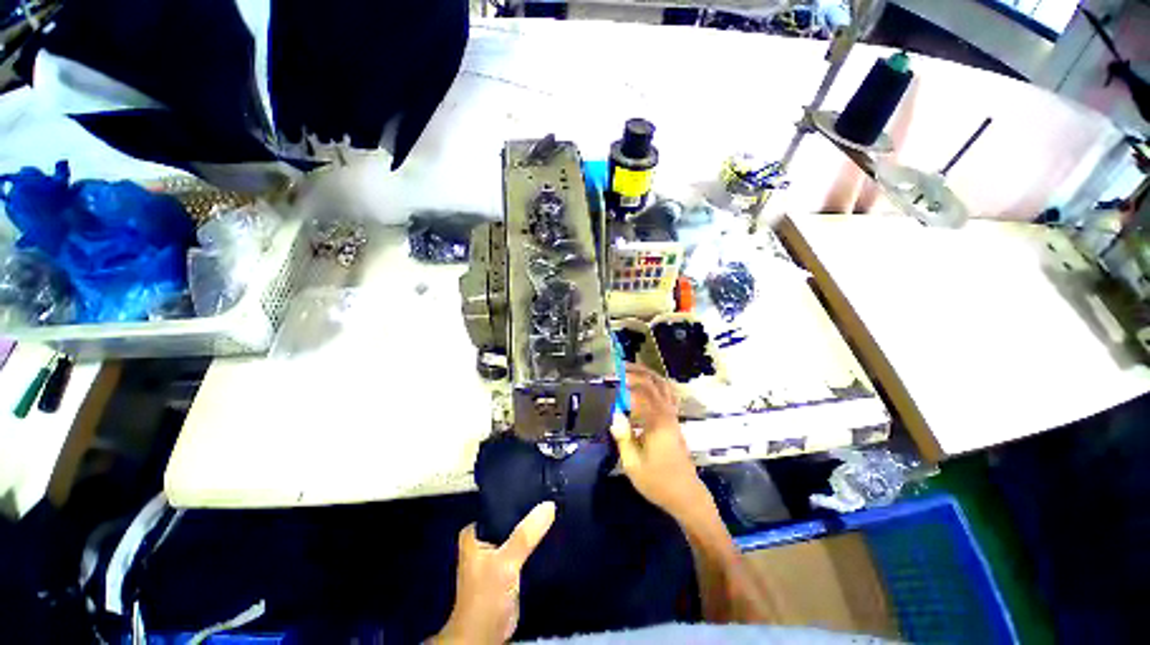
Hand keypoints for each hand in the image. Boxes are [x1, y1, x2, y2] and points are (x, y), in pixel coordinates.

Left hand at [432, 501, 556, 644]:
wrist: (485, 636)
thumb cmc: (486, 596)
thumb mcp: (506, 562)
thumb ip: (526, 535)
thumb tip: (549, 505)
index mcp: (474, 533)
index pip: (499, 505)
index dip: (519, 496)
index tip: (541, 486)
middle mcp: (484, 540)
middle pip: (511, 519)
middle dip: (529, 512)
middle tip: (552, 496)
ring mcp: (497, 554)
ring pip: (519, 534)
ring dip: (533, 528)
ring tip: (555, 510)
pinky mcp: (509, 568)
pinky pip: (524, 548)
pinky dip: (535, 543)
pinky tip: (552, 533)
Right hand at [612, 364, 709, 521]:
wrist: (685, 494)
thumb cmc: (657, 481)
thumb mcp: (632, 464)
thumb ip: (623, 436)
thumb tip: (614, 413)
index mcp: (656, 422)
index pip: (639, 392)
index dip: (623, 382)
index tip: (609, 377)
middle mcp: (667, 413)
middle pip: (652, 382)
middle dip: (634, 372)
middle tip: (617, 368)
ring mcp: (673, 415)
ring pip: (662, 385)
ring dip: (647, 374)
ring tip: (629, 370)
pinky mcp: (675, 420)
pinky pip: (667, 393)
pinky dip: (656, 383)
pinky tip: (646, 384)